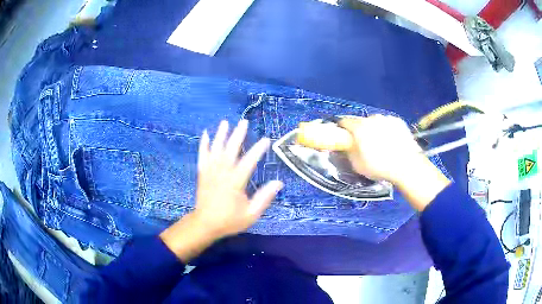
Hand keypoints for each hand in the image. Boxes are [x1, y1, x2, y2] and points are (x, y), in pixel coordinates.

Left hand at [160, 120, 282, 261]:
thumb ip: (264, 198)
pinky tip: (205, 134)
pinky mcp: (202, 173)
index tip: (266, 139)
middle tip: (244, 122)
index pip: (248, 162)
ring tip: (226, 122)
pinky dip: (203, 144)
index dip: (257, 150)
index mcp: (235, 183)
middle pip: (230, 150)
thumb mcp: (251, 214)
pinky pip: (202, 155)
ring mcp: (210, 172)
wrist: (205, 224)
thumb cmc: (229, 220)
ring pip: (215, 150)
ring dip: (221, 135)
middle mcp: (222, 173)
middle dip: (238, 135)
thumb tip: (278, 183)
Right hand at [339, 115, 422, 182]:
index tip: (344, 137)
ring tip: (381, 143)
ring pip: (375, 122)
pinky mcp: (399, 121)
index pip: (344, 122)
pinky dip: (387, 129)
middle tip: (364, 143)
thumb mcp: (357, 165)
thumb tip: (347, 147)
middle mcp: (372, 118)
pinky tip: (392, 141)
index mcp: (359, 128)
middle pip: (361, 121)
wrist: (407, 166)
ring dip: (374, 129)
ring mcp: (387, 118)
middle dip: (360, 130)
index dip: (342, 129)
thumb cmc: (380, 167)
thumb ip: (349, 152)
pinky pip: (388, 123)